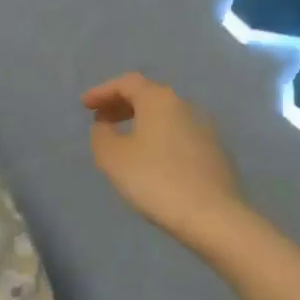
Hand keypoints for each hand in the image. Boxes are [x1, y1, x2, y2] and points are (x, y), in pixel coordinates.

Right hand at [82, 73, 244, 247]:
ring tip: (123, 139)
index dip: (102, 91)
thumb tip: (104, 126)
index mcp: (159, 100)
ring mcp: (205, 128)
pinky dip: (158, 137)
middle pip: (148, 95)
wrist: (213, 216)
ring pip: (165, 115)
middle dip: (121, 105)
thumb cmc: (155, 180)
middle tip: (100, 120)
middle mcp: (185, 105)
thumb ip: (101, 136)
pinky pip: (178, 133)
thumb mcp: (113, 158)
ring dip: (140, 121)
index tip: (84, 105)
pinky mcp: (215, 151)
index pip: (127, 83)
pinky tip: (150, 158)